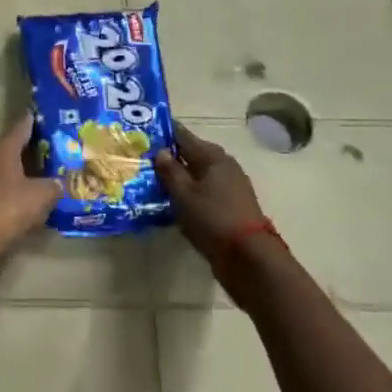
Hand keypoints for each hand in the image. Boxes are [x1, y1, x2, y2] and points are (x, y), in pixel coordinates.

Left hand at [0, 119, 62, 248]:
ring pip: (8, 166)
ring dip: (24, 169)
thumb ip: (54, 185)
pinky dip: (16, 187)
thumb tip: (58, 183)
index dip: (38, 120)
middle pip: (14, 145)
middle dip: (35, 147)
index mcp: (3, 146)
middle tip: (58, 148)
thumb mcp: (42, 194)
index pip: (23, 124)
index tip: (52, 117)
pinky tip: (31, 196)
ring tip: (48, 173)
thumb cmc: (9, 206)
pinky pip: (2, 185)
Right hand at [153, 124, 272, 271]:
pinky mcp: (231, 206)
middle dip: (170, 157)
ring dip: (180, 178)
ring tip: (155, 183)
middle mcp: (224, 166)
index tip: (142, 135)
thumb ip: (170, 171)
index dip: (163, 134)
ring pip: (198, 175)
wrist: (248, 258)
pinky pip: (205, 192)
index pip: (183, 135)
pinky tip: (175, 203)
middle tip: (144, 162)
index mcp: (213, 156)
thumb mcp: (184, 194)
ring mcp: (230, 186)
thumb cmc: (212, 219)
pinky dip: (190, 193)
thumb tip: (161, 151)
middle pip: (192, 154)